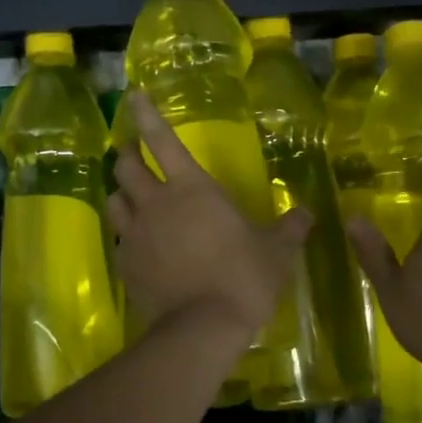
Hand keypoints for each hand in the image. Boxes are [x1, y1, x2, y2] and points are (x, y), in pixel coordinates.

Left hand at [109, 93, 311, 337]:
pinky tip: (140, 249)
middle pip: (125, 166)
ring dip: (122, 195)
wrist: (203, 326)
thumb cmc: (244, 278)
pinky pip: (119, 241)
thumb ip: (290, 229)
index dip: (146, 114)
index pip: (163, 139)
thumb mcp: (276, 252)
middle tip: (133, 155)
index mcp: (193, 188)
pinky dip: (127, 237)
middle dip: (127, 155)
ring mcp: (135, 234)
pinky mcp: (125, 265)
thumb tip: (307, 215)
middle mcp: (156, 203)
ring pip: (114, 201)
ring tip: (133, 202)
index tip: (132, 96)